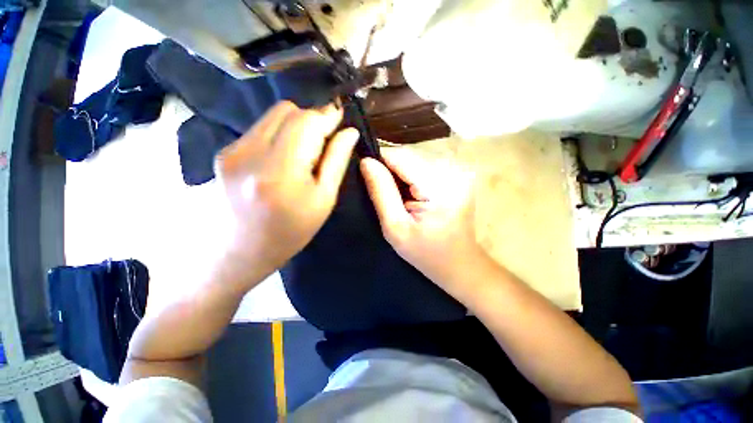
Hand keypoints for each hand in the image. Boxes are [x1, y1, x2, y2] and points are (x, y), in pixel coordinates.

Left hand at [215, 101, 357, 287]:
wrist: (242, 251)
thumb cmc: (292, 231)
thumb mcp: (324, 200)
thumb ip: (336, 161)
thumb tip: (349, 131)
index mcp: (281, 171)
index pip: (307, 122)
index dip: (327, 115)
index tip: (341, 116)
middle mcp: (250, 153)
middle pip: (288, 111)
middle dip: (311, 119)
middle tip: (323, 142)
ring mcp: (232, 150)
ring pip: (272, 116)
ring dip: (295, 126)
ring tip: (303, 153)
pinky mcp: (224, 152)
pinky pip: (260, 129)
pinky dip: (278, 135)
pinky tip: (282, 158)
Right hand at [360, 149, 483, 297]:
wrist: (459, 264)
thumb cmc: (426, 254)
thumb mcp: (395, 228)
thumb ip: (381, 193)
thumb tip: (366, 162)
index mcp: (438, 187)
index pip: (400, 157)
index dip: (380, 161)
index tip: (366, 172)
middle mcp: (452, 173)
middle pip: (408, 158)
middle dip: (391, 172)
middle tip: (384, 195)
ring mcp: (457, 173)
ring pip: (415, 162)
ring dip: (401, 176)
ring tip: (398, 198)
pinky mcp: (457, 177)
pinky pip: (425, 169)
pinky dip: (413, 179)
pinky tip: (411, 197)